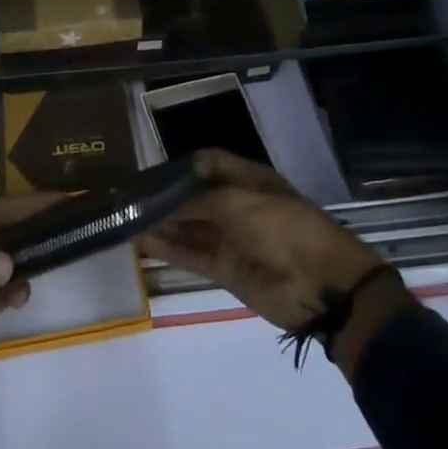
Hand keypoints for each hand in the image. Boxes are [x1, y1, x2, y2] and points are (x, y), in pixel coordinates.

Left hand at [0, 191, 59, 448]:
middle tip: (76, 224)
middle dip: (34, 231)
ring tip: (65, 252)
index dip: (28, 206)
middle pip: (3, 237)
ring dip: (27, 261)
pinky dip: (11, 295)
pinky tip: (28, 290)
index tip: (64, 198)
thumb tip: (12, 262)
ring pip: (2, 268)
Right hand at [139, 150, 410, 376]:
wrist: (322, 285)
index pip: (206, 164)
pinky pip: (191, 254)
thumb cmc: (284, 228)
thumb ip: (196, 202)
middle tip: (126, 199)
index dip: (177, 167)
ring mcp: (230, 237)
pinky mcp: (225, 268)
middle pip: (193, 196)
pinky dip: (167, 248)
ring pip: (188, 226)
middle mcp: (236, 204)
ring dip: (160, 223)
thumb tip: (160, 206)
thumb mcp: (238, 203)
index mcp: (247, 179)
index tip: (147, 174)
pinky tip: (141, 242)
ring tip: (125, 220)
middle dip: (163, 197)